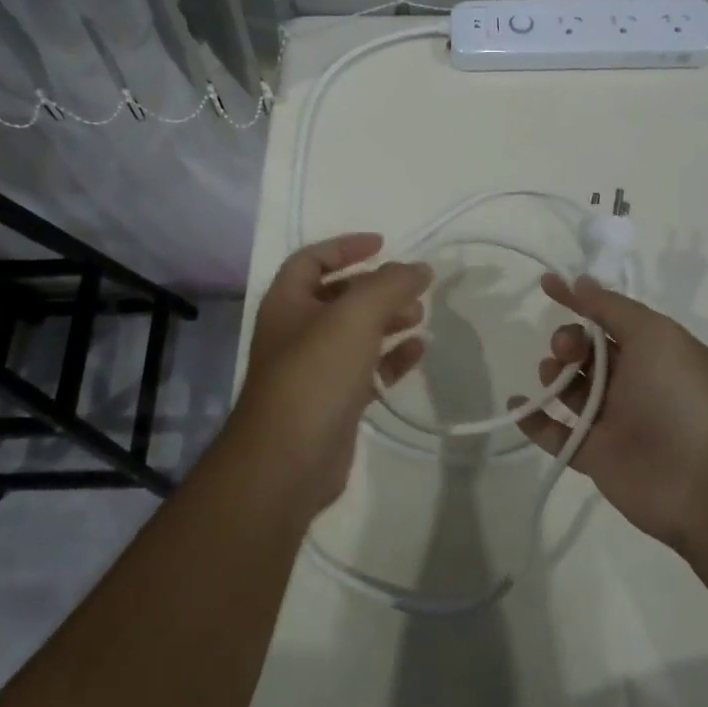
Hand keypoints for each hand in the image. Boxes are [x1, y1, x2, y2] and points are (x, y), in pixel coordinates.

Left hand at [234, 234, 431, 510]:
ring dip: (387, 320)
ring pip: (355, 333)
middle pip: (338, 296)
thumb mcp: (355, 316)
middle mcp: (296, 331)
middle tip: (412, 288)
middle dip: (376, 288)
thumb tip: (419, 268)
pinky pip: (366, 369)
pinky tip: (418, 352)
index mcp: (287, 302)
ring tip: (420, 316)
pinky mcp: (333, 402)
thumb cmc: (315, 374)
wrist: (288, 461)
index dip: (345, 247)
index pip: (312, 259)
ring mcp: (314, 369)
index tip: (383, 244)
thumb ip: (390, 285)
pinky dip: (391, 357)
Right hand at [516, 274, 707, 553]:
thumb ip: (612, 307)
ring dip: (552, 373)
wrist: (707, 480)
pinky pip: (557, 434)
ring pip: (569, 388)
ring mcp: (612, 420)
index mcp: (650, 351)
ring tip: (552, 375)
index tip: (546, 284)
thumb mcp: (654, 334)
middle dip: (567, 341)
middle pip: (584, 352)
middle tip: (569, 350)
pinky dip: (533, 419)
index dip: (577, 299)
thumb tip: (580, 281)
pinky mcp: (595, 456)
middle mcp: (631, 382)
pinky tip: (517, 404)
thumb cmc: (683, 394)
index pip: (606, 317)